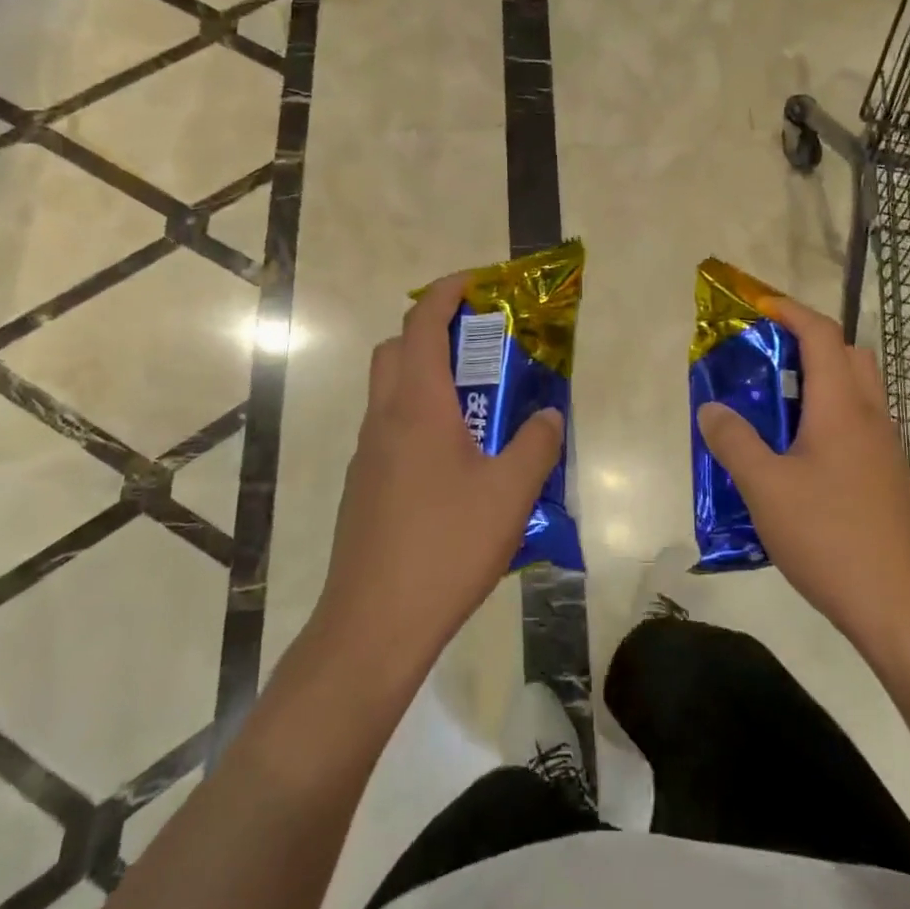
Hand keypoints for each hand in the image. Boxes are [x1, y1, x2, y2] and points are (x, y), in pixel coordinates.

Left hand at [312, 274, 564, 684]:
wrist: (373, 625)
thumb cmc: (445, 547)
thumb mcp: (510, 494)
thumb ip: (536, 445)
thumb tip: (547, 416)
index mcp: (417, 407)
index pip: (422, 325)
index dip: (446, 293)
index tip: (476, 282)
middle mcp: (384, 420)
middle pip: (395, 350)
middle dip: (432, 332)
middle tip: (478, 346)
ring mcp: (366, 455)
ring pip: (389, 392)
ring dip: (425, 379)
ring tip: (476, 408)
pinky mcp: (362, 487)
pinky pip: (389, 431)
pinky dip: (418, 420)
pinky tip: (453, 464)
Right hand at [695, 296, 909, 645]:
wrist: (900, 605)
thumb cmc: (829, 536)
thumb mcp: (765, 488)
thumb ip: (734, 441)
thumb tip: (711, 408)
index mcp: (841, 406)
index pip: (821, 335)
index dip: (790, 311)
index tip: (758, 305)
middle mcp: (870, 416)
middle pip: (848, 354)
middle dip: (809, 341)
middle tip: (767, 356)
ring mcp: (884, 447)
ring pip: (857, 389)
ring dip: (820, 378)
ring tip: (776, 403)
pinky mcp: (887, 476)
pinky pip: (858, 422)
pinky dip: (829, 413)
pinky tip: (798, 453)